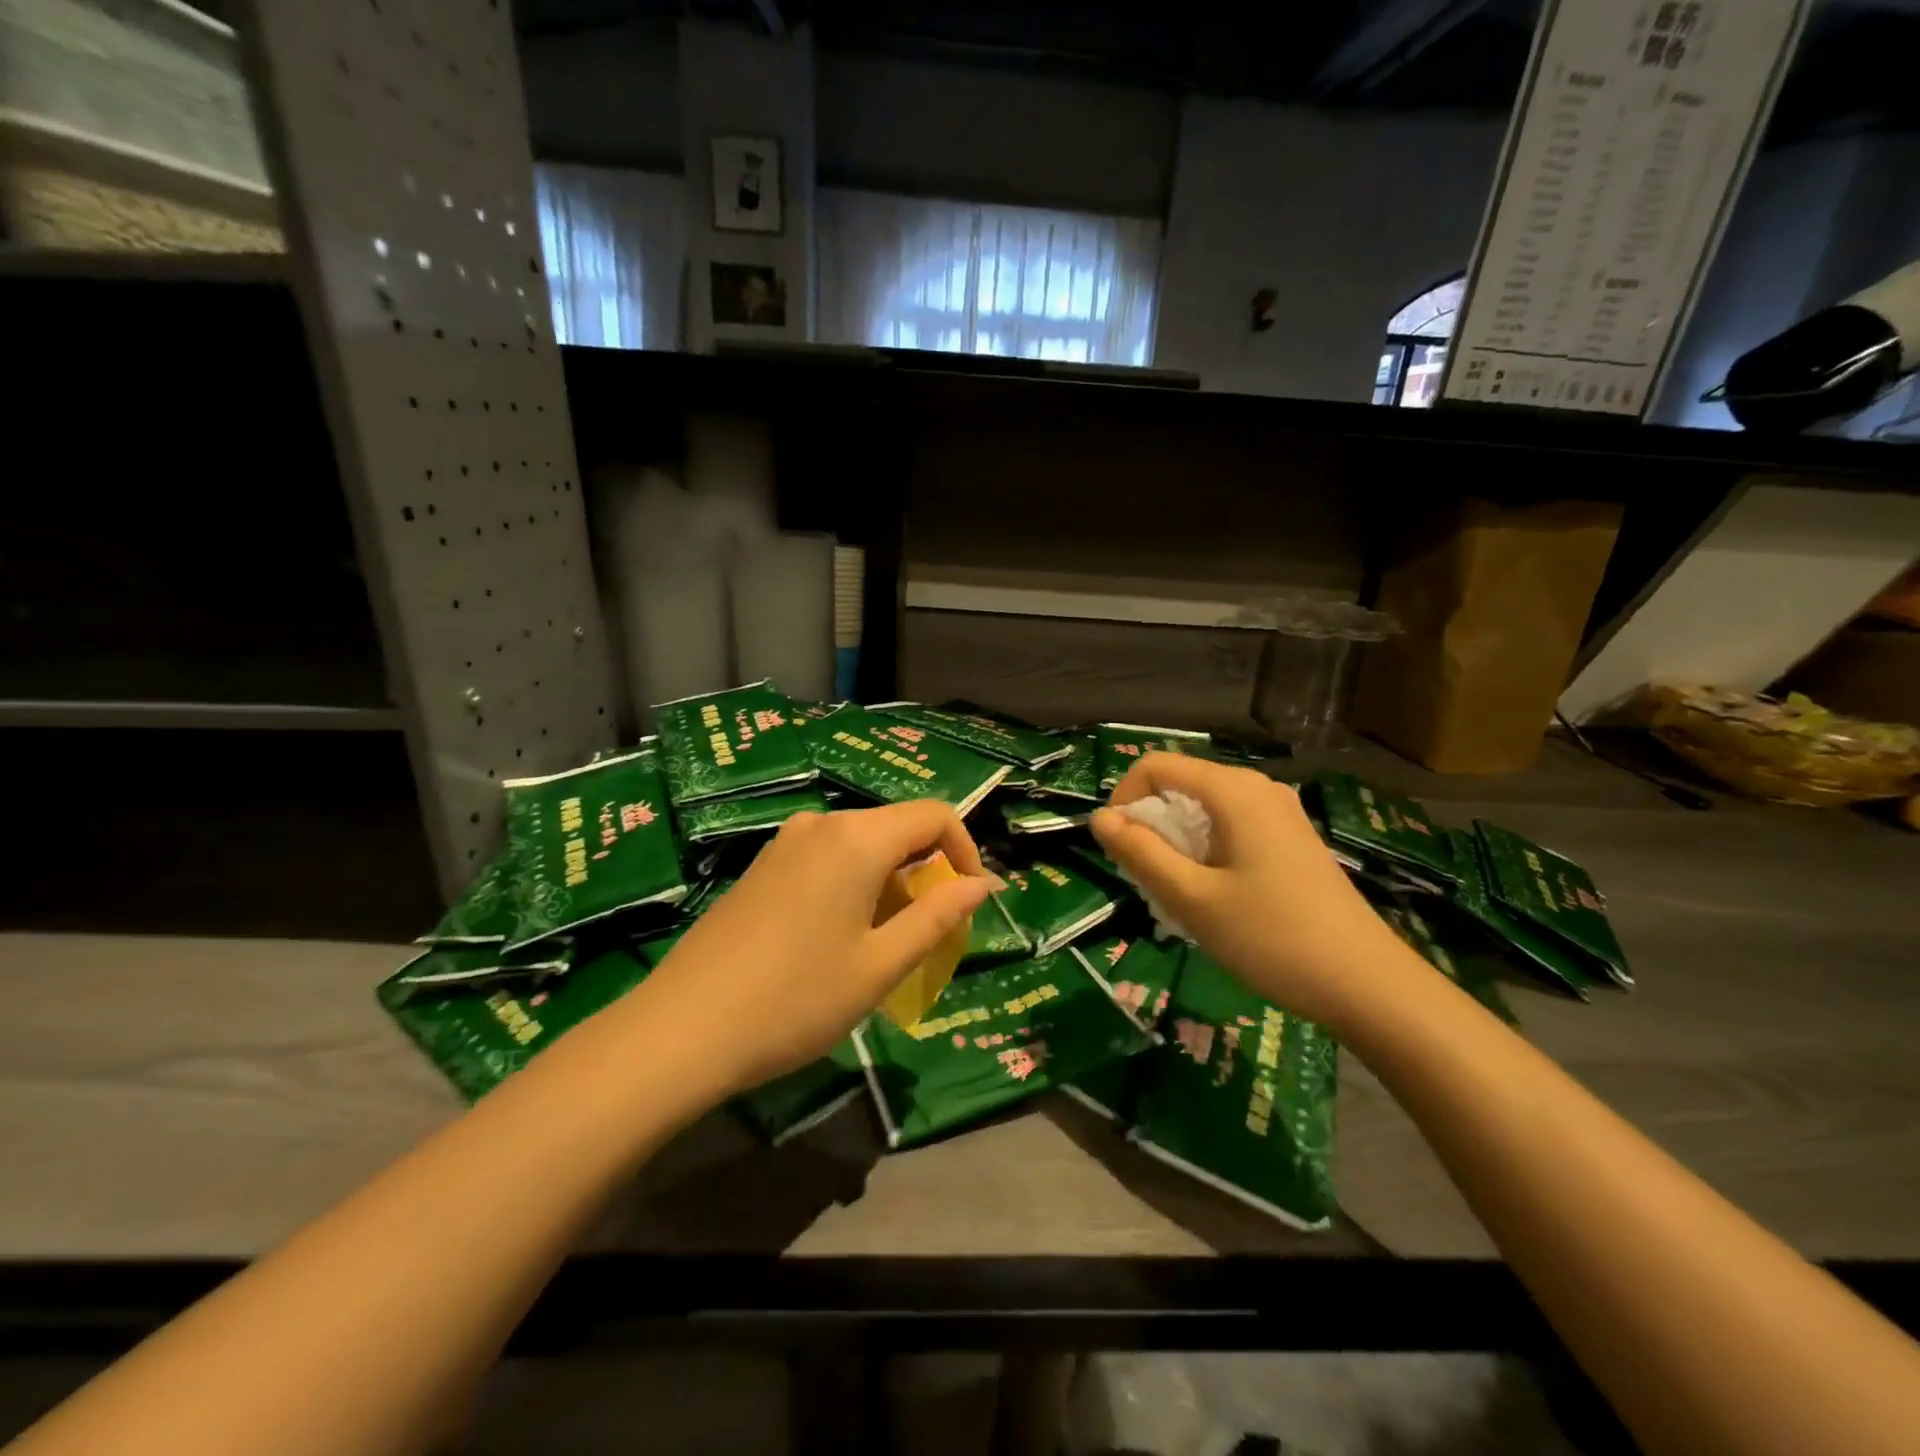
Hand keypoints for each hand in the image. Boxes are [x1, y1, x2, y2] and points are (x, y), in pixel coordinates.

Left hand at [623, 802, 993, 1100]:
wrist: (682, 1029)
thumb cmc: (796, 999)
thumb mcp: (881, 965)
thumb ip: (938, 916)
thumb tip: (983, 885)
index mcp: (857, 838)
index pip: (935, 815)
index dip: (966, 852)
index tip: (970, 903)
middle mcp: (821, 824)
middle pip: (897, 828)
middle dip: (928, 872)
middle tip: (932, 934)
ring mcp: (785, 843)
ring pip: (862, 845)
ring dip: (891, 882)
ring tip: (886, 944)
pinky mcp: (762, 866)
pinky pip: (827, 858)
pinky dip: (855, 884)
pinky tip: (838, 937)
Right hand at [1090, 754, 1413, 1029]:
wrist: (1368, 985)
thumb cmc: (1272, 938)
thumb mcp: (1192, 899)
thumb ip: (1140, 853)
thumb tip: (1099, 818)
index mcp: (1234, 791)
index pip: (1155, 766)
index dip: (1124, 799)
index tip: (1119, 851)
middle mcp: (1258, 789)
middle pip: (1181, 785)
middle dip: (1152, 825)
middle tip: (1149, 881)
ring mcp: (1281, 813)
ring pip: (1205, 810)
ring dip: (1178, 843)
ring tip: (1179, 895)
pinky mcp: (1293, 840)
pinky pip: (1232, 828)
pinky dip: (1207, 851)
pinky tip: (1215, 898)